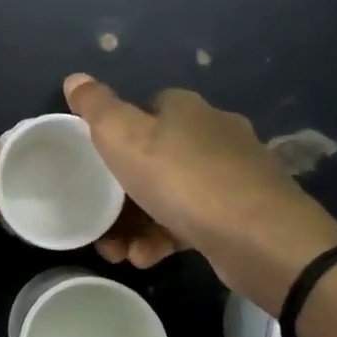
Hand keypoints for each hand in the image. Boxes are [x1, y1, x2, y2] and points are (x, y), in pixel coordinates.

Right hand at [64, 73, 336, 309]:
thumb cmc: (182, 178)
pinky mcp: (245, 213)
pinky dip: (166, 237)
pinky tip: (148, 258)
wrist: (261, 237)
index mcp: (185, 109)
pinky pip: (193, 221)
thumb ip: (96, 108)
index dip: (115, 135)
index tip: (95, 165)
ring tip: (118, 252)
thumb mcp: (123, 137)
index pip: (144, 109)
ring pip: (172, 193)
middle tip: (99, 221)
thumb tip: (75, 78)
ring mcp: (234, 174)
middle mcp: (213, 133)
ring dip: (138, 222)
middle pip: (155, 156)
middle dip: (120, 192)